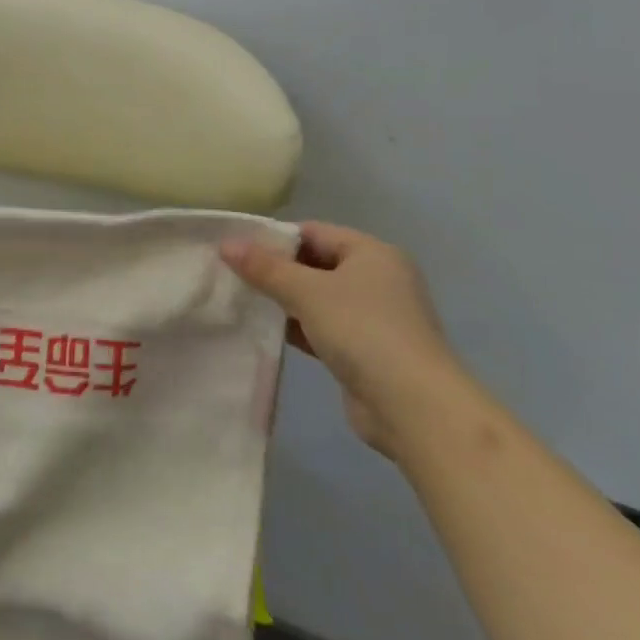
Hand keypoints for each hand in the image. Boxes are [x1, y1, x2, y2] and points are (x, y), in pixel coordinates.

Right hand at [223, 222, 463, 456]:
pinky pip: (323, 327)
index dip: (274, 238)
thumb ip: (265, 268)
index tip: (236, 249)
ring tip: (241, 301)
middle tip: (232, 275)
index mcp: (373, 253)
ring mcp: (374, 317)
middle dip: (275, 270)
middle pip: (315, 264)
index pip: (314, 232)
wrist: (414, 408)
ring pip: (318, 298)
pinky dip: (297, 327)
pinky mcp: (366, 351)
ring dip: (284, 301)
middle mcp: (378, 279)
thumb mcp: (307, 292)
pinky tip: (265, 331)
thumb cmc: (363, 332)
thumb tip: (226, 243)